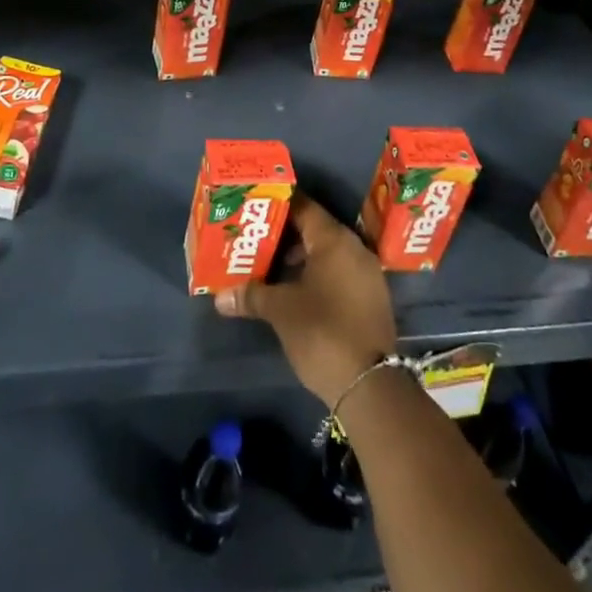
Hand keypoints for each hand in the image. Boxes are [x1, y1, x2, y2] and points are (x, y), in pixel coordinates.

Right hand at [213, 193, 396, 406]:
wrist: (370, 385)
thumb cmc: (322, 332)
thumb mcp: (281, 311)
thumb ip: (252, 296)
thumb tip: (220, 297)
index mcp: (334, 240)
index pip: (304, 207)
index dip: (278, 205)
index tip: (255, 208)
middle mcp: (354, 248)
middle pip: (316, 229)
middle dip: (286, 233)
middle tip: (256, 238)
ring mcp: (367, 274)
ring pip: (329, 253)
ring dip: (301, 256)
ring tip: (270, 265)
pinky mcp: (371, 298)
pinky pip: (340, 272)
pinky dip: (318, 274)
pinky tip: (296, 290)